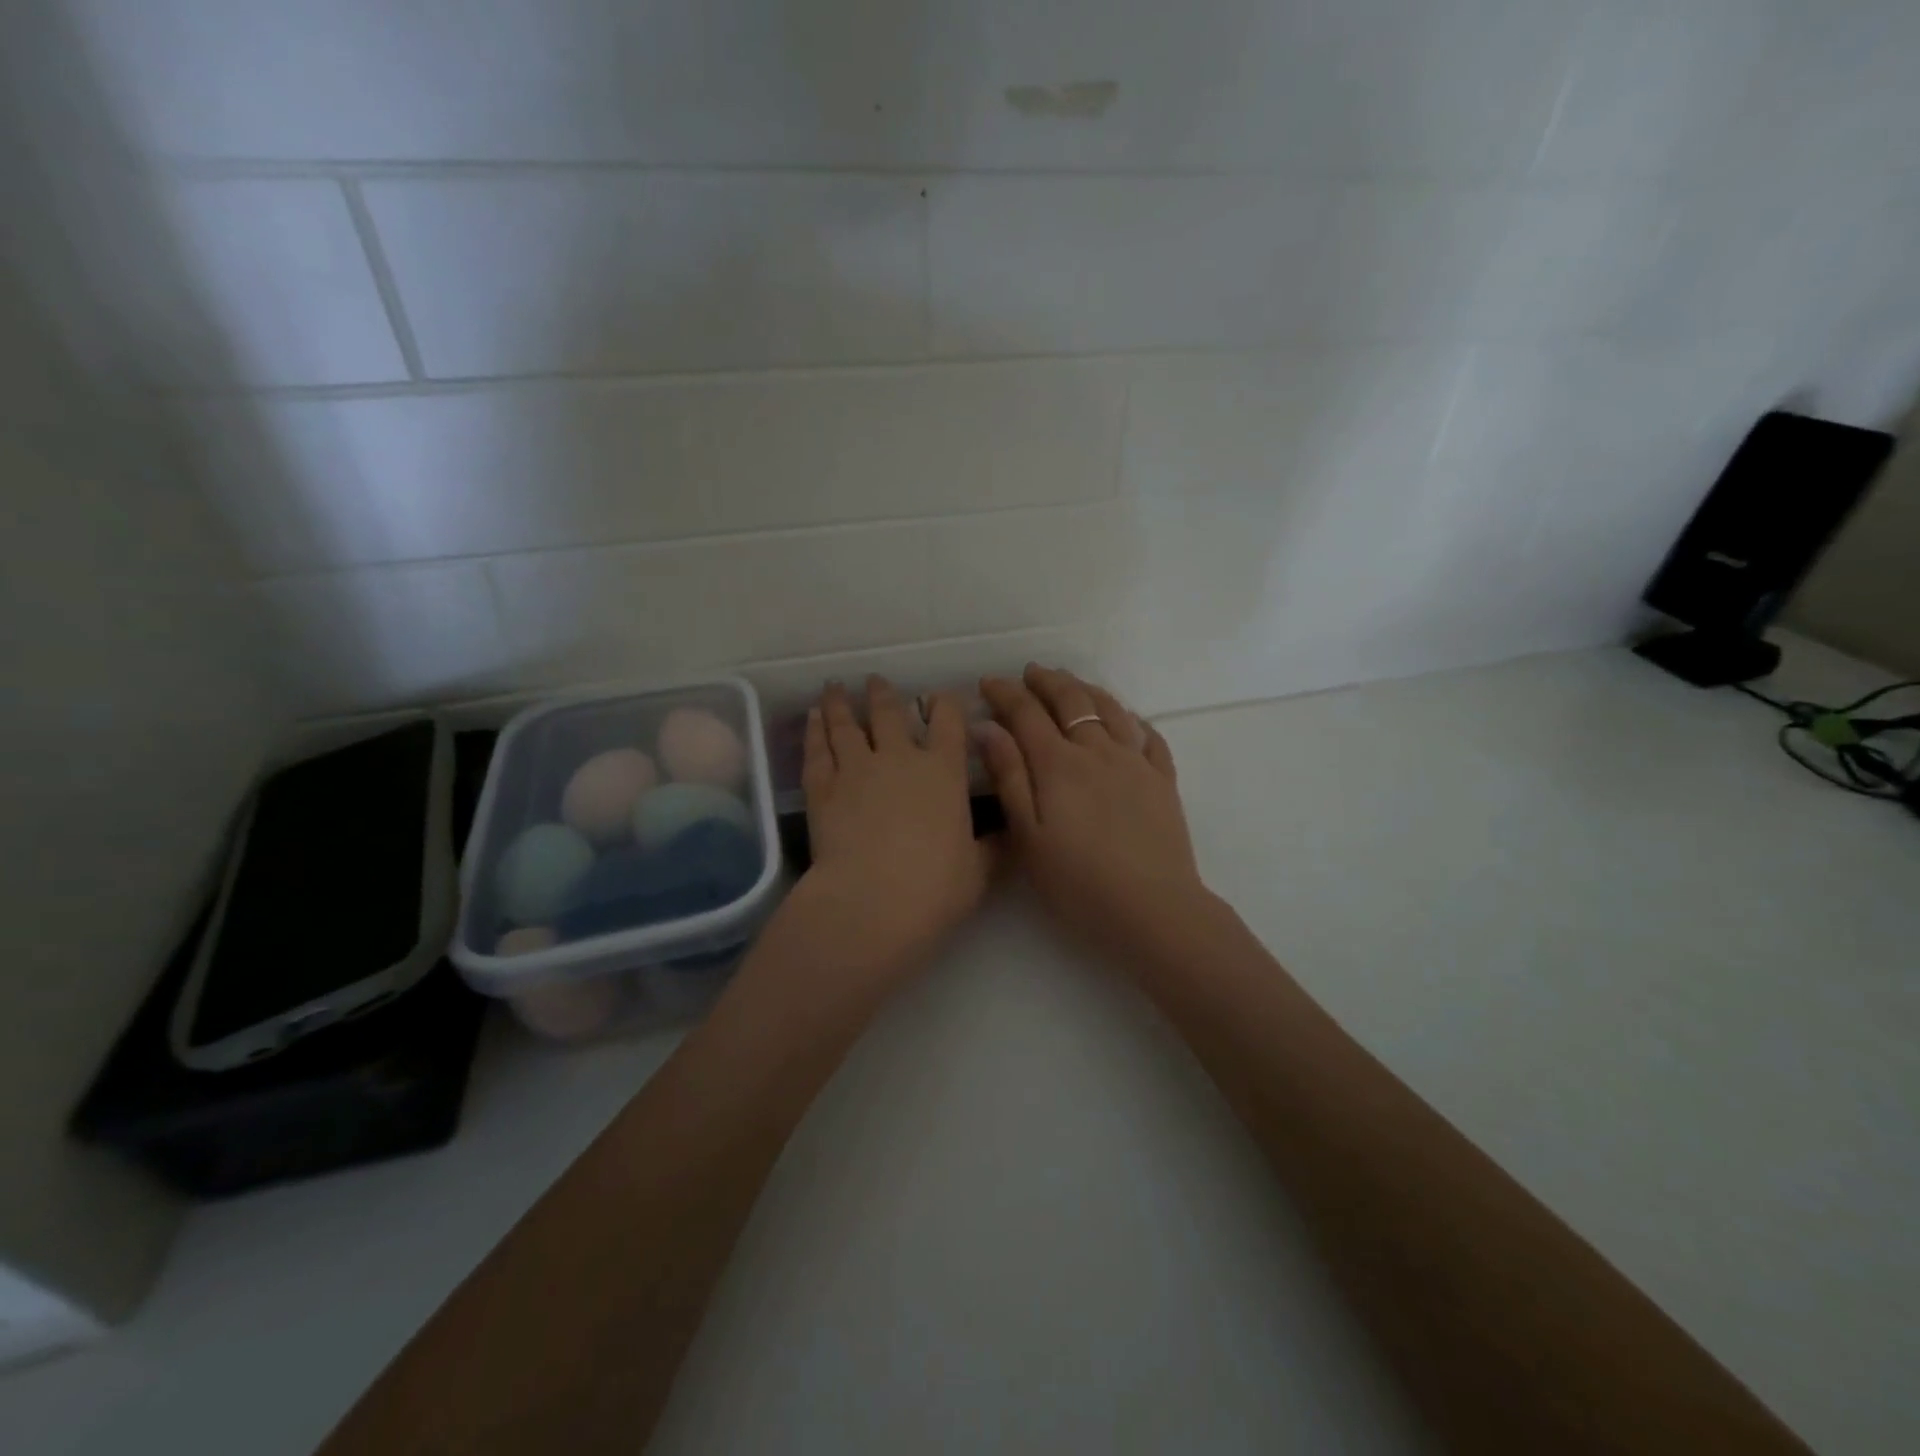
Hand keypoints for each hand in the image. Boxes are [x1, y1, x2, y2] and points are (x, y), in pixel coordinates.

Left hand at [786, 677, 993, 983]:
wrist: (872, 903)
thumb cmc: (935, 888)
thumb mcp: (978, 871)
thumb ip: (994, 848)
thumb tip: (1012, 834)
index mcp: (943, 771)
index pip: (948, 721)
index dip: (945, 703)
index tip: (940, 695)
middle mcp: (899, 758)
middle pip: (888, 713)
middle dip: (883, 694)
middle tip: (875, 680)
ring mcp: (856, 769)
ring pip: (846, 724)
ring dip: (840, 703)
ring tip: (835, 687)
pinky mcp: (822, 789)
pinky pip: (817, 750)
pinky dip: (814, 731)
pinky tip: (812, 718)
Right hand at [977, 666, 1215, 962]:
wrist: (1152, 908)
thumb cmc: (1078, 881)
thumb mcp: (1028, 836)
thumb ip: (1009, 777)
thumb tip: (988, 728)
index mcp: (1058, 764)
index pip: (1026, 713)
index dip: (1005, 693)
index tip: (988, 683)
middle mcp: (1098, 751)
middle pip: (1070, 700)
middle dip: (1046, 681)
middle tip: (1030, 673)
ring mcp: (1136, 763)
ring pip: (1110, 709)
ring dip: (1086, 690)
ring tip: (1072, 683)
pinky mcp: (1163, 781)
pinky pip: (1149, 736)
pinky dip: (1132, 719)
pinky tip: (1127, 719)